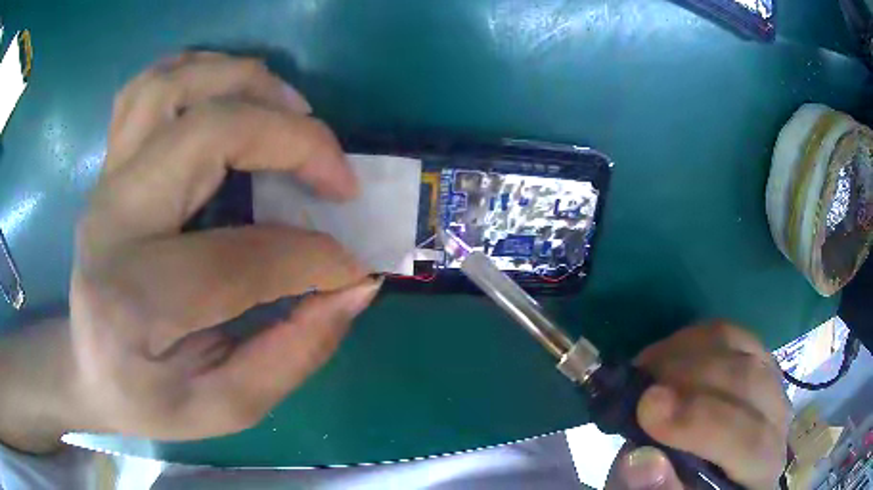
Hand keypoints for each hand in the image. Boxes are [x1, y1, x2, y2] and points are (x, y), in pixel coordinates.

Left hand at [0, 52, 379, 451]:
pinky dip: (201, 70)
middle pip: (204, 135)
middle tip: (336, 174)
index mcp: (134, 302)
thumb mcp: (223, 407)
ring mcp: (106, 181)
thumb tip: (355, 288)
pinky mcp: (109, 164)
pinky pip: (150, 84)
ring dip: (247, 83)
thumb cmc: (147, 398)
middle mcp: (113, 222)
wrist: (85, 367)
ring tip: (293, 113)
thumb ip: (292, 354)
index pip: (240, 260)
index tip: (354, 267)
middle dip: (292, 140)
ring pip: (174, 86)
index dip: (315, 259)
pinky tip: (233, 92)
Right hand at [605, 322, 789, 489]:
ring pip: (743, 349)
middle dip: (691, 376)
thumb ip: (658, 488)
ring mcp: (772, 385)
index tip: (646, 407)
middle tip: (640, 381)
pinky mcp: (758, 360)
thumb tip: (642, 459)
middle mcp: (779, 423)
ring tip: (649, 367)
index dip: (701, 422)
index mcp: (762, 470)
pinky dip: (697, 338)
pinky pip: (734, 334)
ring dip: (690, 352)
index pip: (750, 441)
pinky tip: (669, 355)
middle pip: (751, 383)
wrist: (703, 476)